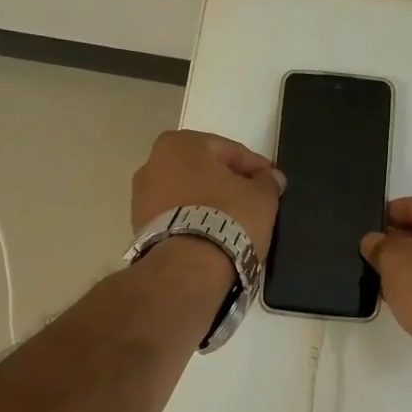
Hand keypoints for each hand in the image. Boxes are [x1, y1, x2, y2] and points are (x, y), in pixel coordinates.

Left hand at [131, 130, 284, 256]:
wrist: (187, 267)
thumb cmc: (226, 217)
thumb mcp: (261, 196)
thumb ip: (268, 182)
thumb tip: (270, 178)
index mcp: (179, 144)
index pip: (228, 150)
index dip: (254, 166)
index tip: (272, 181)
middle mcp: (152, 163)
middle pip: (203, 170)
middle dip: (227, 182)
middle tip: (253, 200)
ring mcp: (140, 197)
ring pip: (187, 194)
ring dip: (208, 203)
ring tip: (233, 223)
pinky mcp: (139, 228)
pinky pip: (175, 216)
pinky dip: (193, 221)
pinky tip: (212, 236)